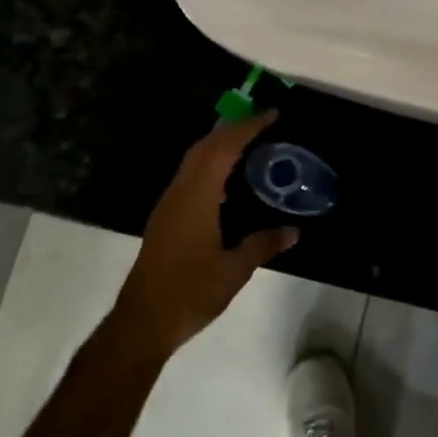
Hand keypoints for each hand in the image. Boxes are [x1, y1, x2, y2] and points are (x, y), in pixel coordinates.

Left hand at [113, 111, 298, 360]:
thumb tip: (294, 231)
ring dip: (219, 146)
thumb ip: (263, 244)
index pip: (223, 148)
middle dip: (232, 130)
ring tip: (249, 146)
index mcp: (197, 197)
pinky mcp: (165, 219)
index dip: (247, 128)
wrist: (143, 321)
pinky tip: (226, 182)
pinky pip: (189, 177)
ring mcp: (168, 205)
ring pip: (194, 161)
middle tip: (263, 125)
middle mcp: (179, 193)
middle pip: (204, 147)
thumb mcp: (234, 270)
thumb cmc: (190, 292)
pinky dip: (210, 165)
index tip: (272, 115)